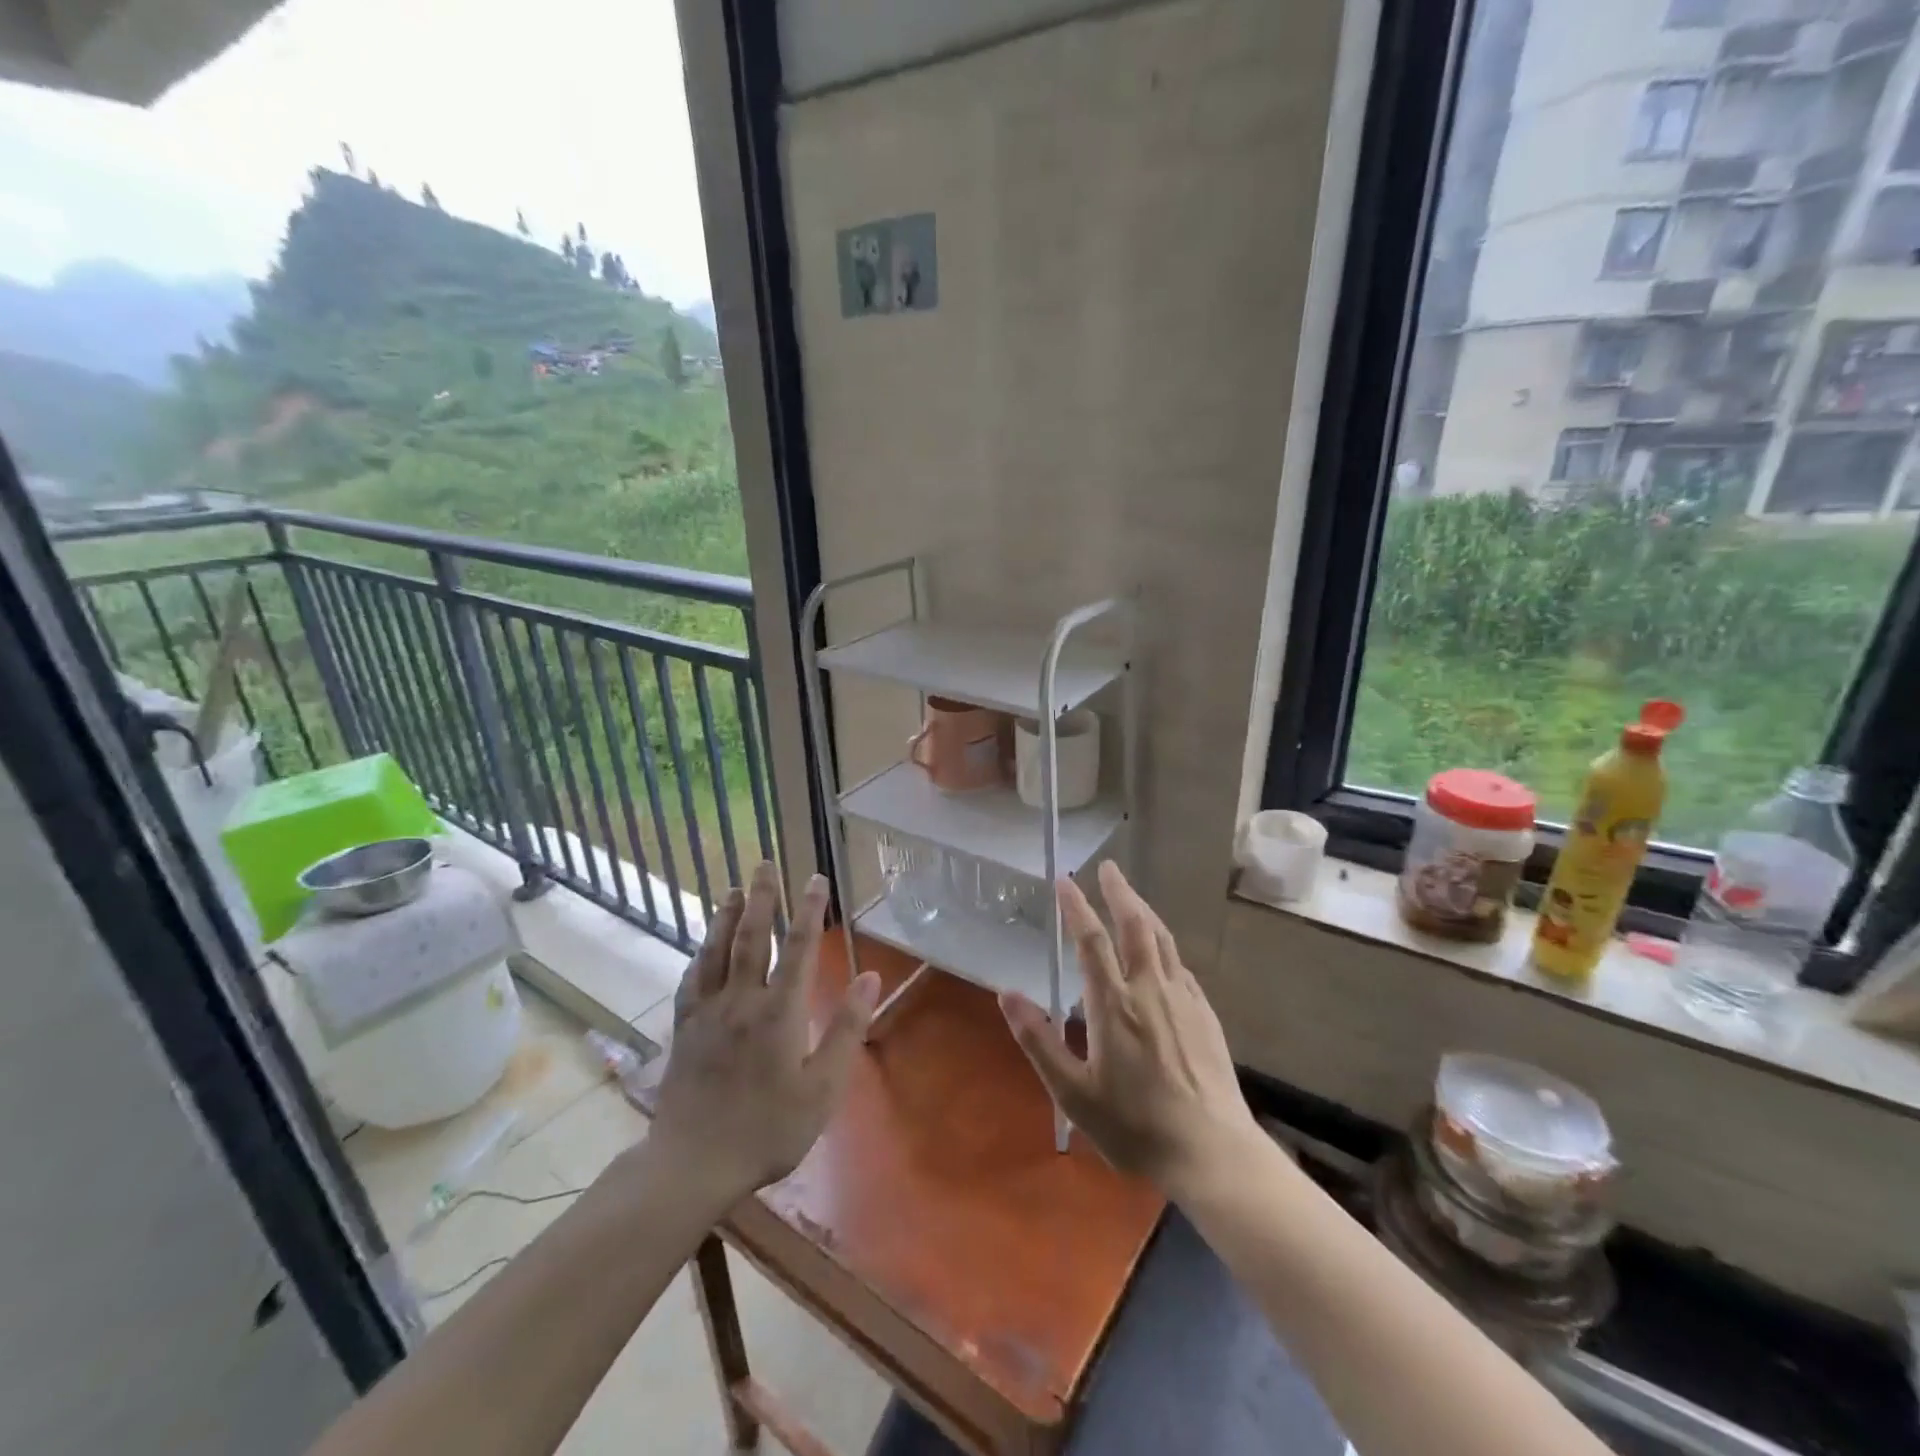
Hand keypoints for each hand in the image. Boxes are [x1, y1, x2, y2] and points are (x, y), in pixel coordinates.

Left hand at [646, 862, 880, 1208]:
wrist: (692, 1164)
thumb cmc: (768, 1130)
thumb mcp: (822, 1089)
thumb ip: (846, 1029)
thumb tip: (870, 978)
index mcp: (778, 1012)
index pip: (797, 948)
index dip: (809, 910)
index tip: (816, 879)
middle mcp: (741, 1000)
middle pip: (751, 937)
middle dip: (761, 897)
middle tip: (764, 863)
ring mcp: (707, 1013)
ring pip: (716, 951)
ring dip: (726, 916)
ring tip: (733, 889)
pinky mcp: (685, 1029)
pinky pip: (692, 980)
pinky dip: (700, 955)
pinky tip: (702, 947)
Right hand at [1001, 861, 1259, 1193]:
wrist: (1211, 1152)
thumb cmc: (1135, 1126)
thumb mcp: (1073, 1092)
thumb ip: (1039, 1040)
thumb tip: (1007, 994)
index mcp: (1114, 1004)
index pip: (1091, 940)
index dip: (1076, 907)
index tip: (1064, 880)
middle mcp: (1150, 989)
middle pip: (1135, 926)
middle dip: (1119, 892)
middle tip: (1108, 867)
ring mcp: (1183, 999)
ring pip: (1163, 940)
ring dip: (1144, 911)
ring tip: (1131, 896)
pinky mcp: (1206, 1015)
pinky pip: (1181, 966)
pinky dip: (1165, 946)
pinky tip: (1163, 952)